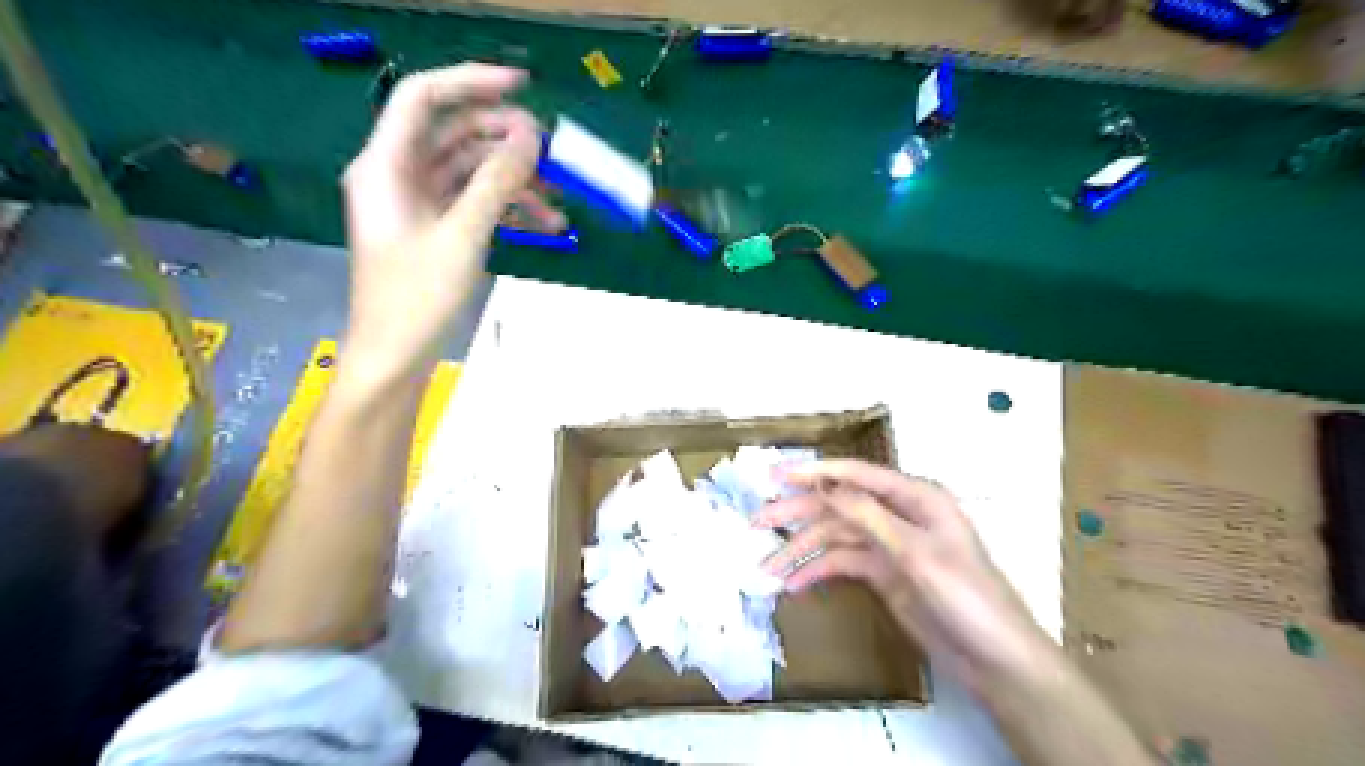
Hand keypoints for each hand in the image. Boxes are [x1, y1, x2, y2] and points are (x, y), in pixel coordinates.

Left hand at [340, 64, 566, 380]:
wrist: (396, 355)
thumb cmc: (417, 297)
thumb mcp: (463, 235)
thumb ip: (496, 181)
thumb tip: (531, 136)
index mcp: (387, 164)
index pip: (424, 97)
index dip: (472, 82)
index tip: (524, 88)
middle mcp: (399, 174)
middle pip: (455, 134)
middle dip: (505, 141)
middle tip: (551, 155)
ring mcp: (418, 203)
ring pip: (472, 171)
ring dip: (515, 181)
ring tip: (558, 199)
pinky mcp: (436, 228)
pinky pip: (475, 203)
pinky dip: (508, 208)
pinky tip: (545, 225)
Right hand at [763, 462, 1047, 694]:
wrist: (994, 659)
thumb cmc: (966, 596)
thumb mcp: (916, 553)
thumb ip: (869, 515)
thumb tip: (824, 485)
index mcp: (914, 496)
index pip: (855, 475)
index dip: (813, 473)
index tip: (774, 476)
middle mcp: (898, 514)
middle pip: (838, 505)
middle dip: (797, 513)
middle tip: (756, 522)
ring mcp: (889, 544)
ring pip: (835, 537)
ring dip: (800, 550)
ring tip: (767, 568)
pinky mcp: (883, 572)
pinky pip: (842, 563)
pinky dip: (818, 571)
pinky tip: (793, 585)